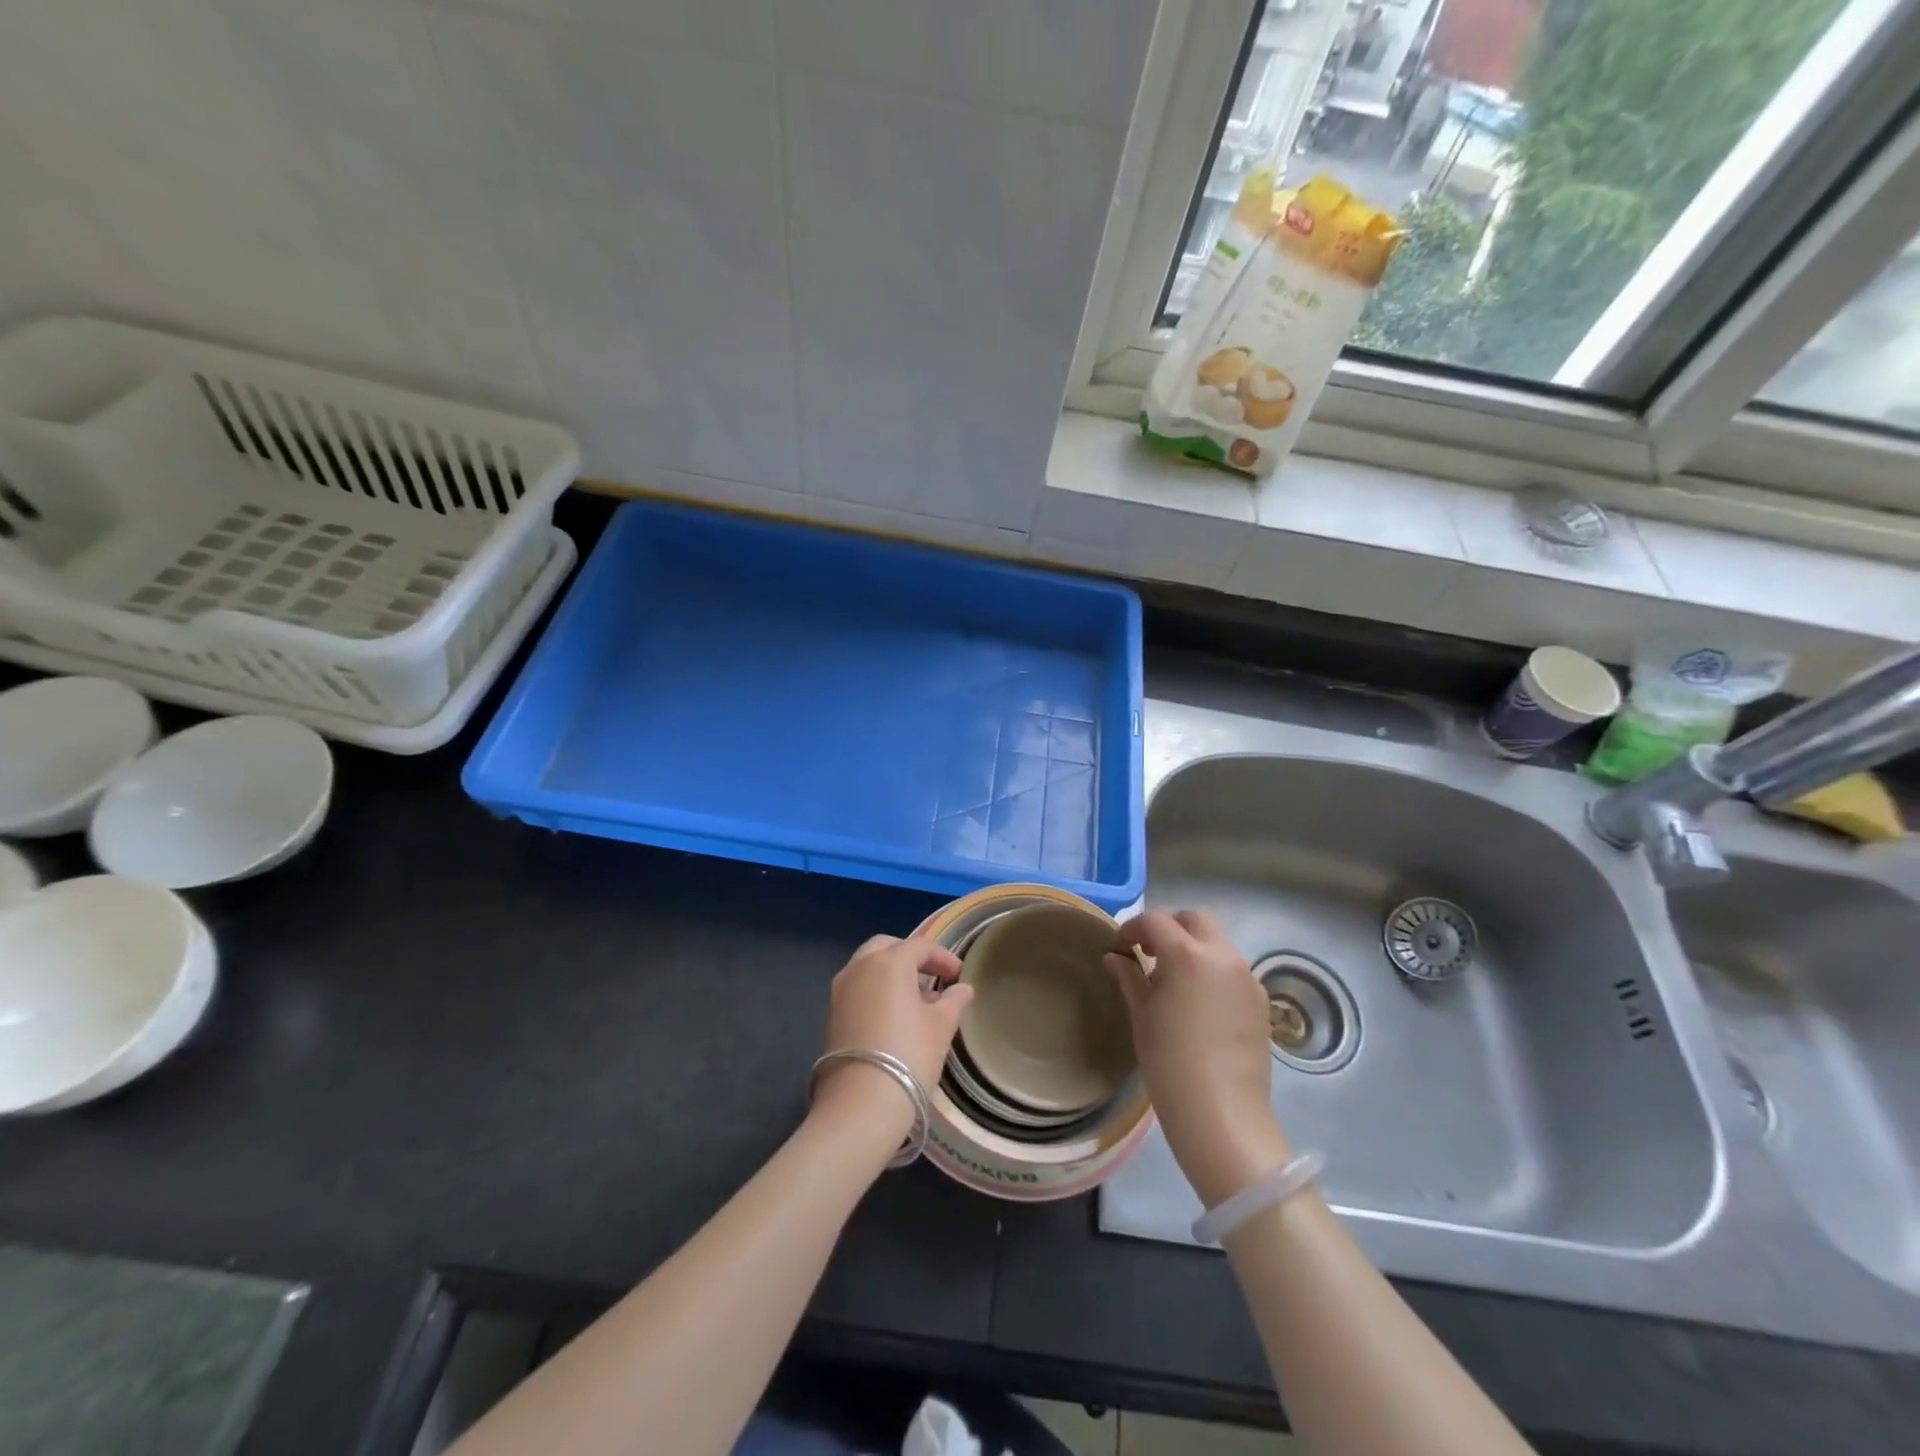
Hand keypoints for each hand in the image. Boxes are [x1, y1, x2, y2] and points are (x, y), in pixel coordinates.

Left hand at [814, 934, 972, 1139]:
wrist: (860, 1104)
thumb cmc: (909, 1055)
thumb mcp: (941, 1026)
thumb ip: (953, 1001)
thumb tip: (962, 989)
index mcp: (889, 961)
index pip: (920, 946)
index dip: (943, 958)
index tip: (959, 975)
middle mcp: (859, 966)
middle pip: (888, 948)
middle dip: (911, 957)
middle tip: (933, 977)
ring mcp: (840, 990)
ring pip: (868, 967)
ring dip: (892, 974)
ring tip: (916, 1001)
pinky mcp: (831, 1014)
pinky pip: (858, 988)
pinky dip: (876, 991)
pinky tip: (893, 1017)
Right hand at [1105, 910, 1290, 1206]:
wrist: (1222, 1115)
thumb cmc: (1170, 1063)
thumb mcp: (1142, 1017)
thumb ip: (1130, 978)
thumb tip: (1116, 957)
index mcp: (1188, 955)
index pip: (1156, 922)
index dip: (1134, 928)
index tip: (1121, 946)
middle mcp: (1223, 956)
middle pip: (1195, 920)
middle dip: (1170, 928)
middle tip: (1150, 954)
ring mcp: (1247, 978)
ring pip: (1217, 943)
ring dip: (1194, 948)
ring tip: (1174, 981)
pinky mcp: (1261, 1001)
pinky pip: (1233, 970)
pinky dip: (1213, 970)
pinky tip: (1200, 1003)